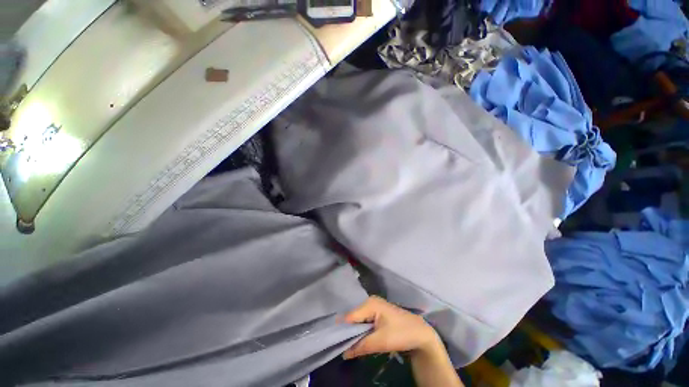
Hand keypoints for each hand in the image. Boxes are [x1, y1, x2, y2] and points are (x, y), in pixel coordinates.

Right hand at [343, 296, 439, 358]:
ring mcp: (374, 307)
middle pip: (354, 317)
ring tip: (348, 345)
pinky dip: (362, 331)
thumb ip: (361, 346)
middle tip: (342, 346)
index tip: (335, 342)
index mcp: (369, 303)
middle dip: (349, 331)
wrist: (421, 334)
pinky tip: (359, 339)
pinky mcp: (378, 313)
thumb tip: (344, 354)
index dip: (343, 330)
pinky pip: (365, 321)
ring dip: (355, 332)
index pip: (350, 316)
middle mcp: (370, 301)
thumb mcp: (380, 341)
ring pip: (359, 320)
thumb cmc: (401, 333)